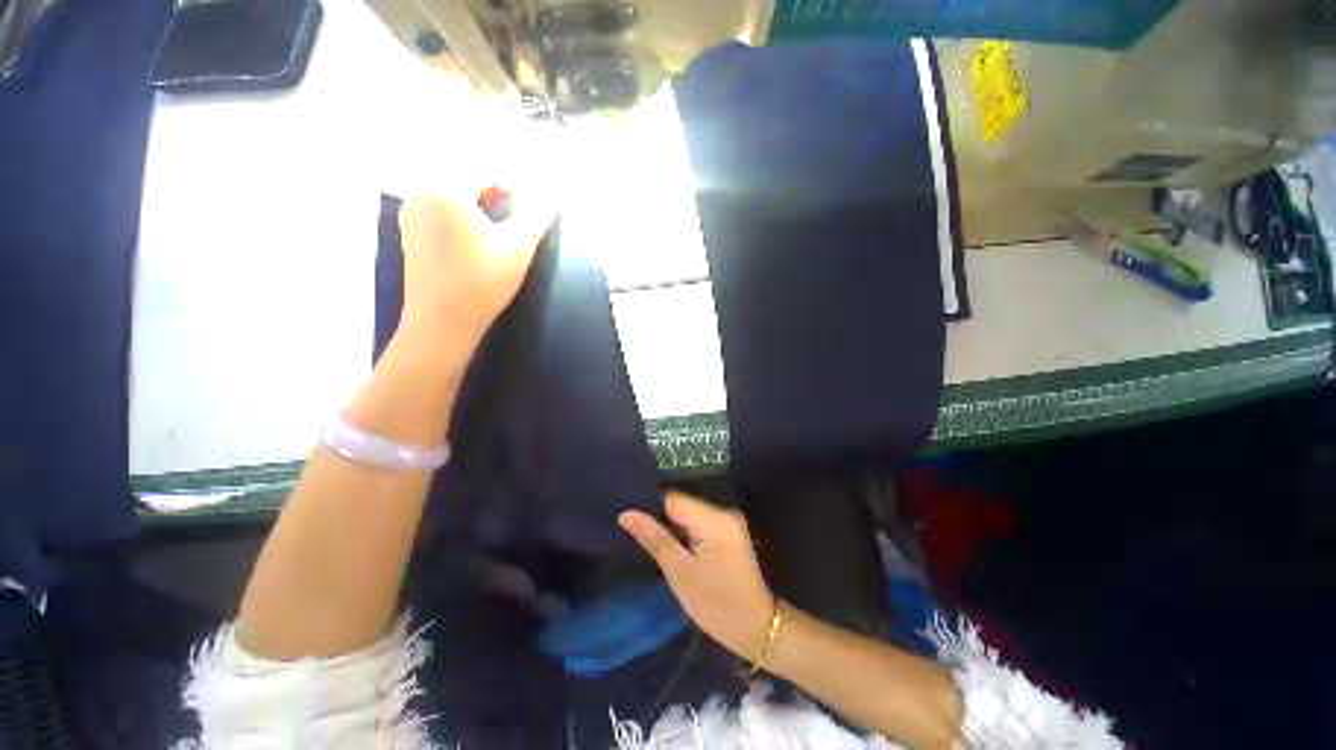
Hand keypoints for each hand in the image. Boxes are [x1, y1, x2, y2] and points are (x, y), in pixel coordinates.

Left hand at [395, 189, 556, 348]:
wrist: (441, 322)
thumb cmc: (482, 283)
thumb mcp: (517, 248)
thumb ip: (537, 216)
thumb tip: (556, 194)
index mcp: (445, 188)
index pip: (484, 168)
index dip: (513, 182)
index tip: (530, 206)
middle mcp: (421, 190)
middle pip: (464, 174)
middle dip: (494, 188)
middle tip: (516, 212)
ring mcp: (411, 209)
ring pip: (450, 188)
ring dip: (477, 198)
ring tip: (498, 224)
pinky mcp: (409, 228)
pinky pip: (437, 203)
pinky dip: (460, 209)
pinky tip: (474, 236)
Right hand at [620, 492, 775, 659]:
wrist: (756, 628)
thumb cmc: (716, 606)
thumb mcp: (680, 574)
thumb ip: (654, 539)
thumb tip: (626, 513)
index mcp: (715, 519)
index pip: (673, 499)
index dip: (648, 503)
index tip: (625, 512)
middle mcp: (724, 510)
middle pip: (681, 502)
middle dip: (656, 512)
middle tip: (629, 524)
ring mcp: (727, 519)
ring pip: (688, 511)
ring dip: (668, 520)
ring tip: (642, 529)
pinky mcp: (727, 529)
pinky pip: (697, 520)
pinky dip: (681, 527)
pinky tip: (666, 537)